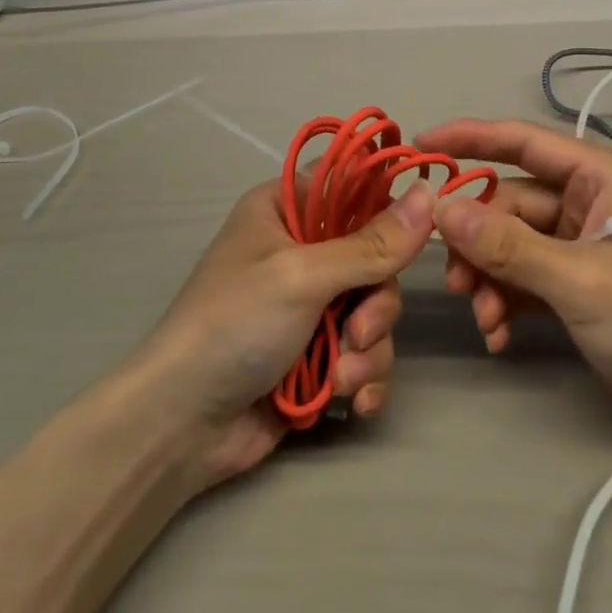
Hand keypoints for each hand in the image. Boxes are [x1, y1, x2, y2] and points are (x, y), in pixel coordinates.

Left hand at [132, 178, 433, 488]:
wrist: (181, 426)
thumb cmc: (234, 325)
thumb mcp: (303, 276)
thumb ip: (372, 243)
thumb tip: (430, 194)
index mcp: (284, 210)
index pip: (350, 186)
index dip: (385, 206)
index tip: (410, 235)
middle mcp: (300, 251)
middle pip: (374, 259)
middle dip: (376, 305)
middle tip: (358, 332)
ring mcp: (309, 307)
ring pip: (374, 312)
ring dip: (368, 351)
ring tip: (340, 378)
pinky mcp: (317, 355)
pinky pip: (365, 355)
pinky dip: (363, 379)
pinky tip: (349, 402)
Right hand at [417, 119, 611, 456]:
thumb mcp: (579, 280)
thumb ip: (507, 244)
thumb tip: (441, 208)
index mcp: (604, 179)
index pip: (524, 141)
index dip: (470, 138)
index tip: (420, 145)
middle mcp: (593, 203)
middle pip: (512, 203)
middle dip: (479, 241)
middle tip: (455, 284)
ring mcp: (587, 247)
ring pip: (514, 244)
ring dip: (491, 278)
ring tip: (483, 319)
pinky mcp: (582, 287)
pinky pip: (528, 278)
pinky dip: (508, 301)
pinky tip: (499, 336)